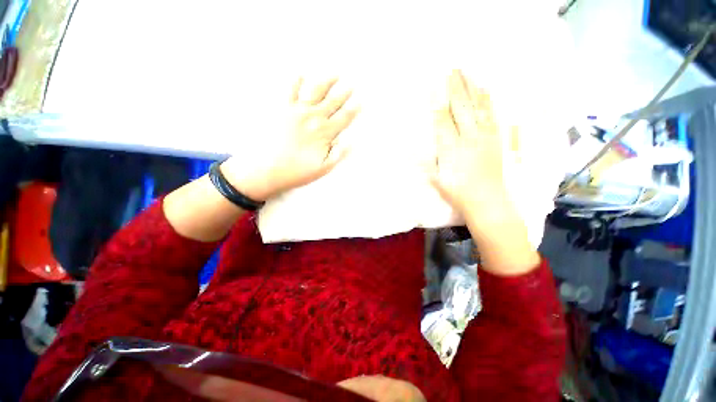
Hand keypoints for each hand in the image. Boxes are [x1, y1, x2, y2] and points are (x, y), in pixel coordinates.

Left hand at [221, 77, 358, 201]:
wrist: (266, 168)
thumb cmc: (297, 171)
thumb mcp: (323, 168)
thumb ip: (339, 154)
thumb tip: (351, 141)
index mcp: (325, 132)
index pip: (344, 118)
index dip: (354, 109)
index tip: (361, 101)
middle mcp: (314, 117)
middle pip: (333, 102)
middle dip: (344, 93)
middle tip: (352, 84)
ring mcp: (297, 110)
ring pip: (316, 91)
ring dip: (327, 81)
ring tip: (335, 74)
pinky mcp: (282, 108)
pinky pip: (290, 90)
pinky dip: (296, 81)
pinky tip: (300, 73)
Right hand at [430, 70, 539, 274]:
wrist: (487, 201)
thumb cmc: (458, 192)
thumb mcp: (437, 179)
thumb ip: (427, 161)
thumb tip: (412, 149)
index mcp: (451, 148)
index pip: (442, 119)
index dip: (436, 102)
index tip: (432, 86)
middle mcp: (468, 138)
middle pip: (461, 108)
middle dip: (454, 87)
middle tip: (451, 69)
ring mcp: (485, 137)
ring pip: (478, 107)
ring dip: (471, 89)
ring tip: (467, 73)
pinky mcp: (496, 139)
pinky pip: (492, 115)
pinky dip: (488, 100)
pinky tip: (485, 90)